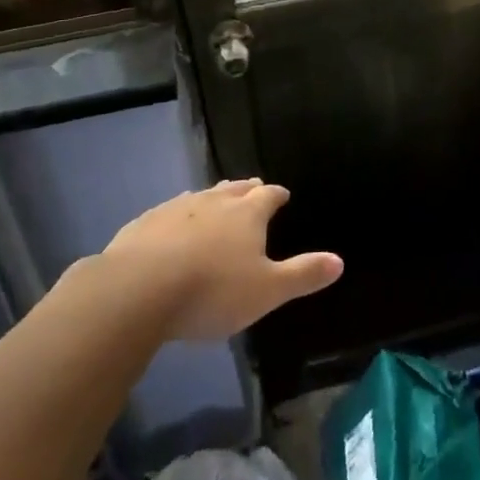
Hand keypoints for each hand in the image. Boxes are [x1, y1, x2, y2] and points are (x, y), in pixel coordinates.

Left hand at [97, 179, 343, 340]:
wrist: (138, 290)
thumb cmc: (212, 291)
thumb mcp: (266, 291)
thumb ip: (302, 275)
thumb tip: (340, 261)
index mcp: (246, 214)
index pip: (268, 196)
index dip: (276, 195)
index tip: (282, 195)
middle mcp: (213, 202)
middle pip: (235, 189)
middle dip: (246, 189)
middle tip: (253, 188)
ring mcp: (176, 209)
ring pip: (201, 196)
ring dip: (212, 197)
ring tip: (216, 199)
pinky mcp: (144, 223)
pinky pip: (168, 212)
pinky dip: (178, 216)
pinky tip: (172, 226)